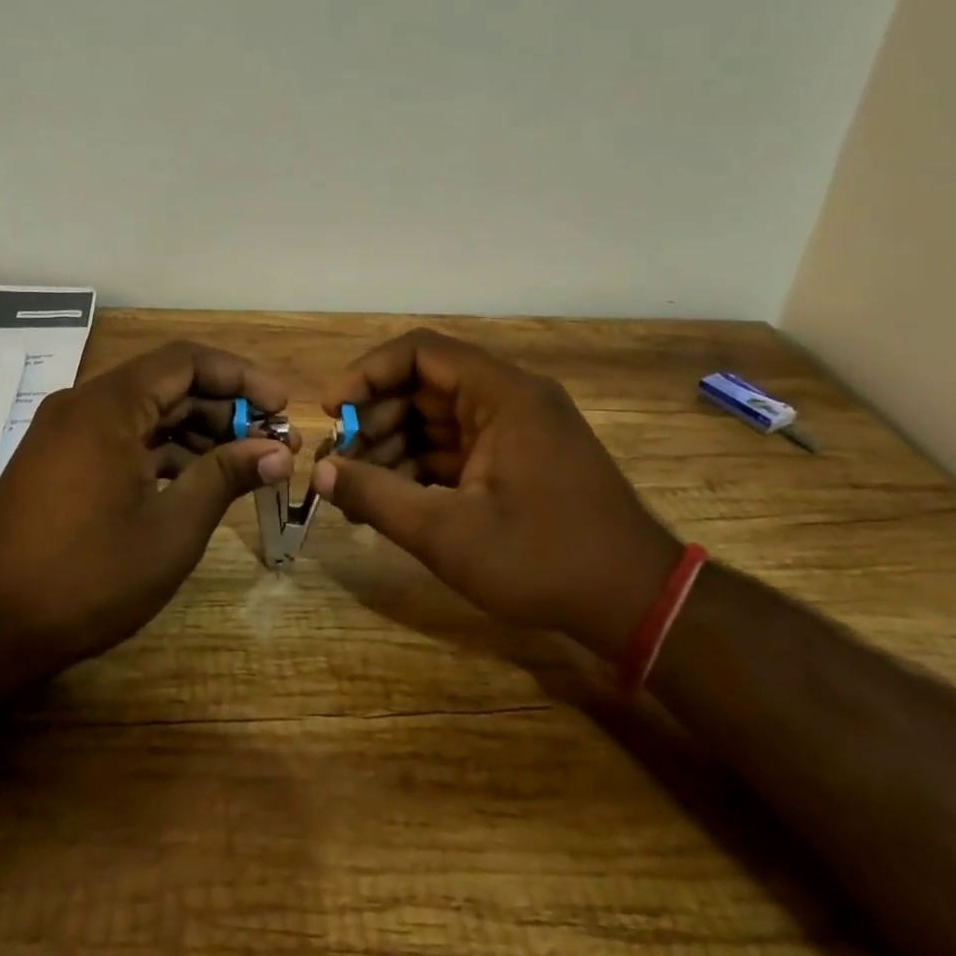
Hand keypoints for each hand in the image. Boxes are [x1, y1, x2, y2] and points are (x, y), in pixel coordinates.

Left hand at [0, 341, 293, 671]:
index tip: (282, 407)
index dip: (242, 377)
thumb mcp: (170, 529)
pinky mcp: (62, 461)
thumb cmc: (86, 577)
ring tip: (246, 465)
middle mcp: (85, 405)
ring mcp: (69, 433)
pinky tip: (198, 482)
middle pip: (169, 385)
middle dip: (226, 409)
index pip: (187, 361)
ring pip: (148, 414)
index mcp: (108, 405)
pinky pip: (125, 439)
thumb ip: (225, 476)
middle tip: (273, 443)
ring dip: (199, 433)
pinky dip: (165, 453)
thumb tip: (279, 451)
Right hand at [310, 329, 680, 658]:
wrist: (636, 604)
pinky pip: (456, 447)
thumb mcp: (447, 533)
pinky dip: (421, 467)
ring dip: (393, 447)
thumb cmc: (542, 559)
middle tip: (340, 462)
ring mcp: (516, 429)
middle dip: (375, 419)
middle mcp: (510, 398)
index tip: (331, 410)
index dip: (367, 373)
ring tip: (358, 491)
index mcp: (502, 394)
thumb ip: (376, 496)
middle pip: (424, 385)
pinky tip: (392, 500)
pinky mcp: (518, 459)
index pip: (419, 351)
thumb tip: (319, 472)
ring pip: (436, 419)